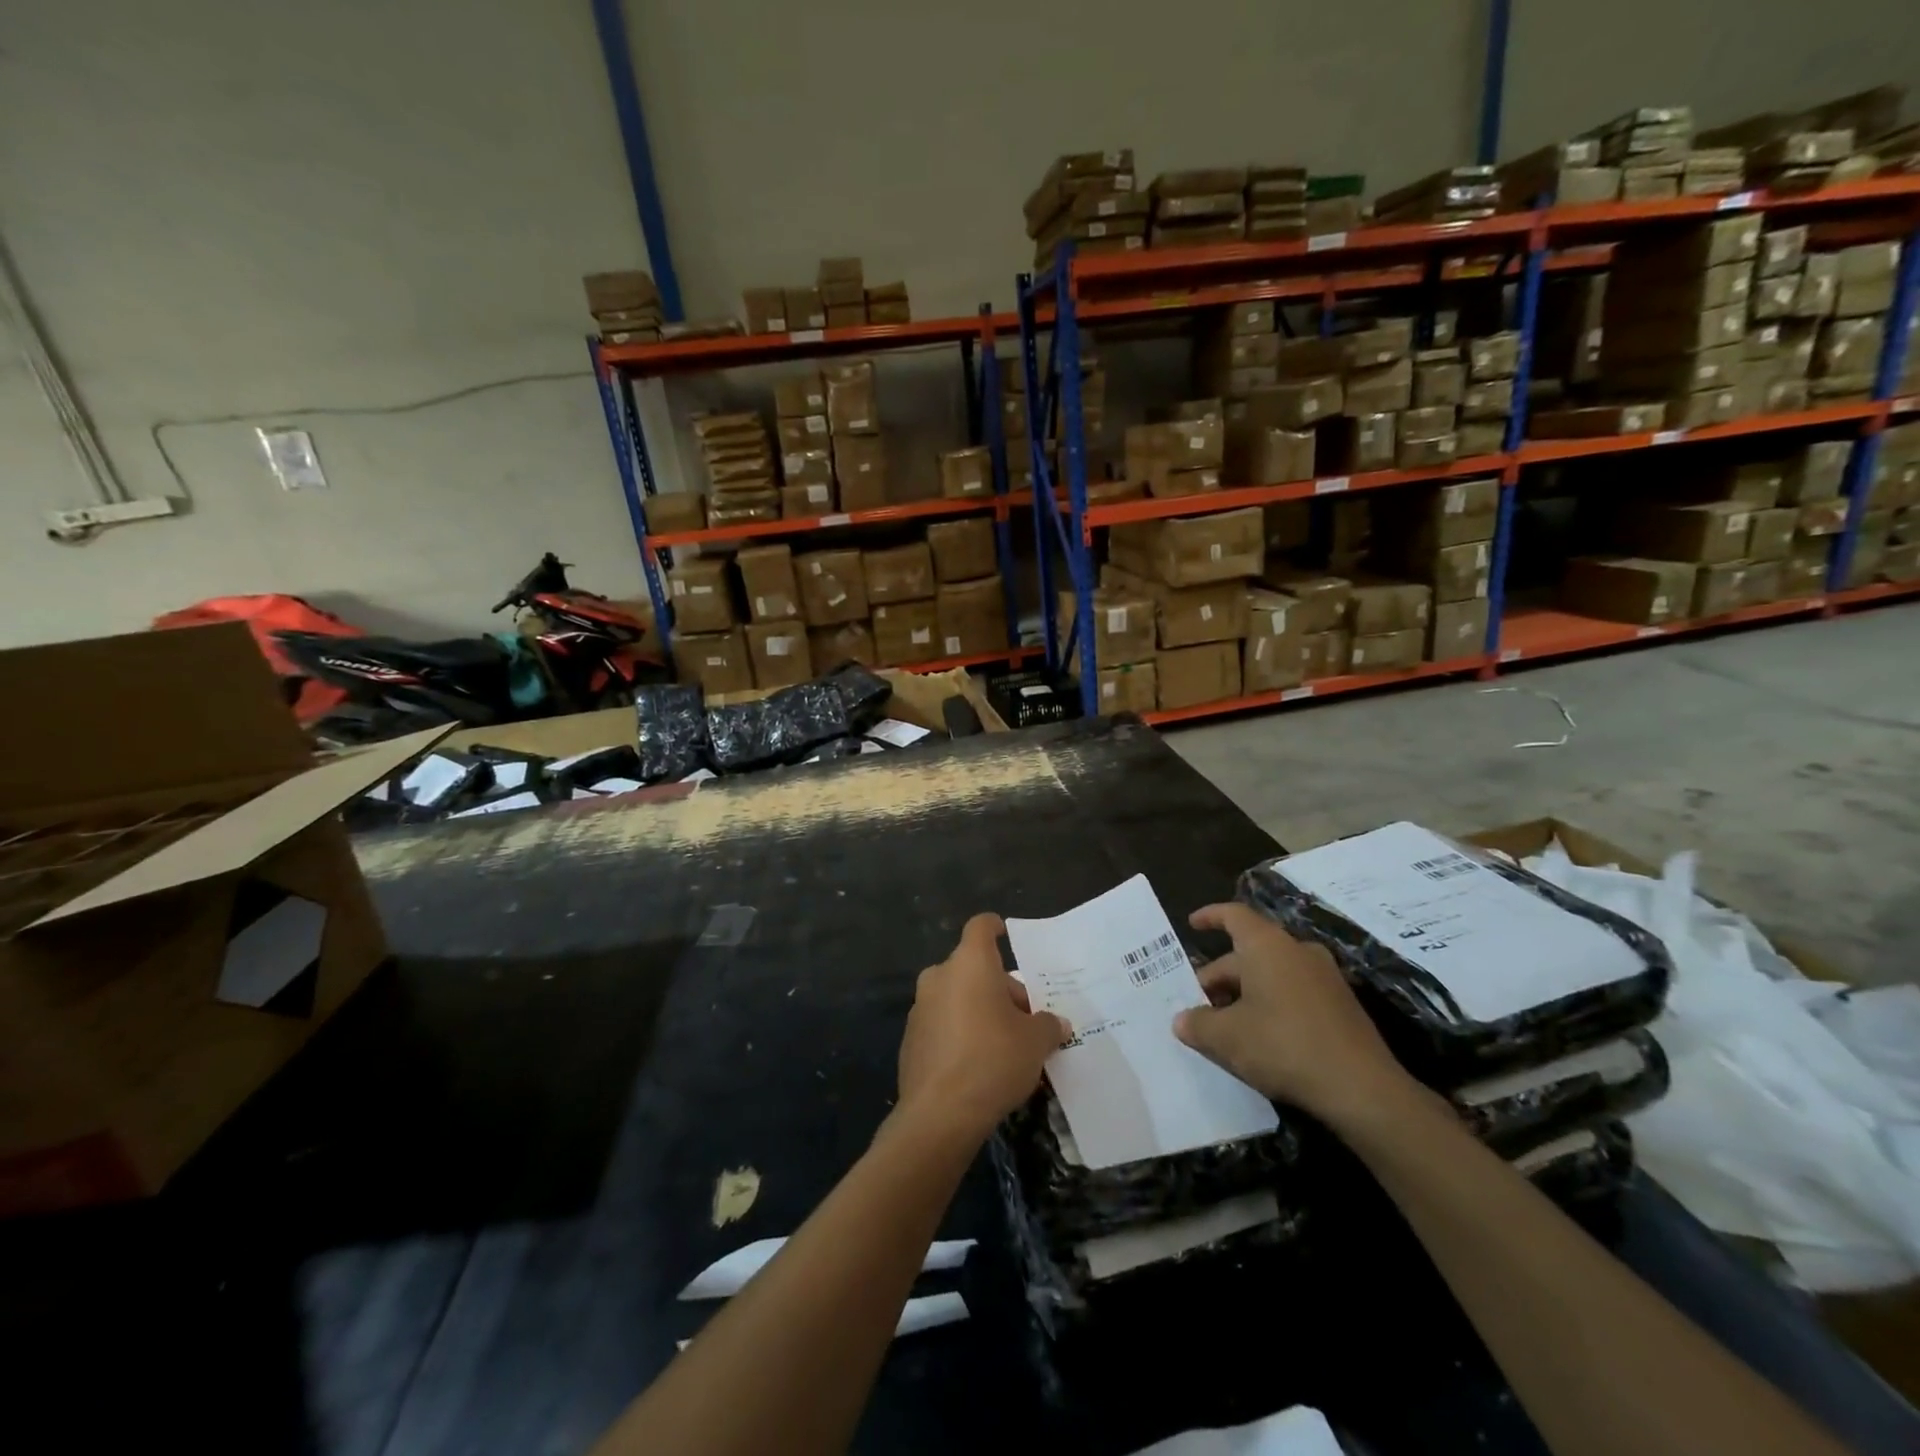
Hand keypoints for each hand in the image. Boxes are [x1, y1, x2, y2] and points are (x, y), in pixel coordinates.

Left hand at [896, 913, 1070, 1139]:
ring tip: (1004, 1044)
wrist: (940, 1113)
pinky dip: (959, 1032)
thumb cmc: (994, 1060)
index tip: (1006, 935)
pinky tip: (977, 1064)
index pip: (980, 927)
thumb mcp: (1035, 1042)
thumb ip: (1048, 1025)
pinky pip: (942, 1023)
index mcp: (969, 963)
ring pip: (956, 996)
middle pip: (973, 968)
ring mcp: (920, 1007)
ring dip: (979, 1010)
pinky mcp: (910, 1039)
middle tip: (1025, 1019)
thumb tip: (1057, 1024)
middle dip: (999, 988)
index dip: (995, 927)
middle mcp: (940, 976)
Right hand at [1173, 902, 1417, 1129]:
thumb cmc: (1283, 1046)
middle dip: (1220, 974)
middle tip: (1199, 1002)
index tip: (1192, 924)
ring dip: (1245, 991)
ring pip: (1272, 972)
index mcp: (1267, 945)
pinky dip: (1271, 1003)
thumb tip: (1182, 1020)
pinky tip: (1260, 1036)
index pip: (1234, 915)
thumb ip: (1197, 1024)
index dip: (1210, 916)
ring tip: (1224, 1022)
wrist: (1363, 1089)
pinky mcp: (1342, 1004)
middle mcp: (1297, 950)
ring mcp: (1325, 976)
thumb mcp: (1226, 1038)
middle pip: (1249, 951)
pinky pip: (1294, 991)